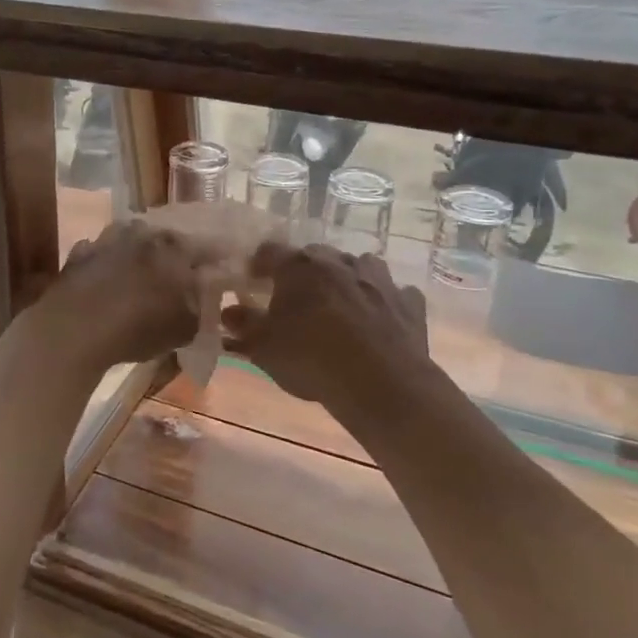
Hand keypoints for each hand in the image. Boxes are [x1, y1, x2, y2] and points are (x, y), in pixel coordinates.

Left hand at [33, 221, 208, 369]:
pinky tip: (107, 282)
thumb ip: (200, 307)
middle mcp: (144, 232)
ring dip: (139, 254)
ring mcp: (108, 238)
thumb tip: (204, 297)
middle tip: (178, 274)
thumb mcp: (185, 328)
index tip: (220, 269)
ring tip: (141, 275)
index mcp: (176, 246)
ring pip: (132, 240)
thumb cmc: (139, 327)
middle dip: (174, 254)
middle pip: (167, 239)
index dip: (214, 260)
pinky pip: (102, 254)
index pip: (206, 247)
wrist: (75, 327)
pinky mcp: (81, 252)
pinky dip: (108, 265)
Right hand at [223, 243, 434, 427]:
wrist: (382, 385)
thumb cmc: (312, 359)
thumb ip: (243, 326)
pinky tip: (377, 320)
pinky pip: (392, 293)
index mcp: (299, 266)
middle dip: (303, 274)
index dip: (258, 265)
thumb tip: (229, 312)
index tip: (252, 282)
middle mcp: (339, 261)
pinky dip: (382, 301)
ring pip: (357, 267)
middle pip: (314, 257)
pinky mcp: (409, 301)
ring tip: (338, 307)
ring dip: (345, 281)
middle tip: (295, 300)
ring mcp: (379, 278)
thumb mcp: (263, 347)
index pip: (269, 251)